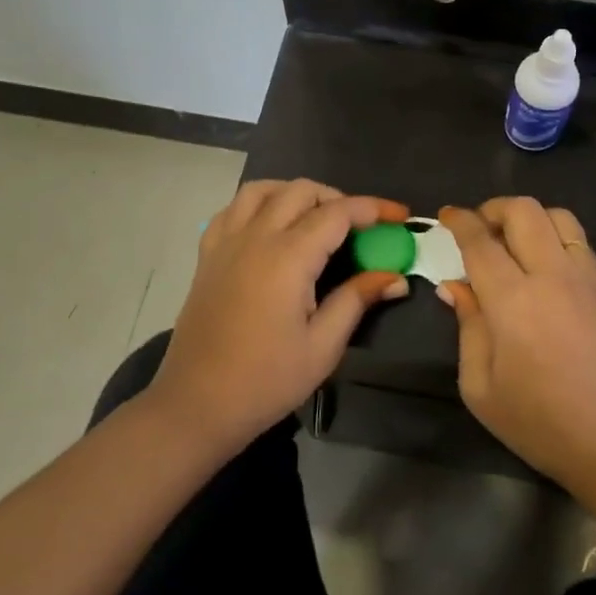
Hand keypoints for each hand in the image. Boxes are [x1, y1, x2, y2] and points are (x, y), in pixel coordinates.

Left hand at [153, 180, 410, 453]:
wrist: (196, 404)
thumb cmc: (266, 381)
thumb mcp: (323, 346)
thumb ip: (357, 300)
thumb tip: (395, 277)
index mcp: (288, 257)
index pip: (337, 213)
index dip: (372, 208)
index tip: (399, 216)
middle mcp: (255, 237)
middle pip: (300, 191)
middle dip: (337, 198)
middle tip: (360, 226)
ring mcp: (226, 243)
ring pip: (262, 189)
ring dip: (295, 193)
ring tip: (316, 217)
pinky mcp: (207, 256)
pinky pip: (233, 209)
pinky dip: (259, 204)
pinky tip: (271, 227)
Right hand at [437, 199, 595, 527]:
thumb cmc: (542, 425)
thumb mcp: (481, 389)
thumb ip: (467, 327)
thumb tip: (456, 287)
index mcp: (512, 300)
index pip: (481, 240)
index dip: (459, 221)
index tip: (446, 215)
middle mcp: (551, 275)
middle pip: (524, 210)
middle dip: (494, 208)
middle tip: (478, 229)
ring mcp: (586, 279)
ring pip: (559, 216)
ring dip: (529, 217)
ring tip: (512, 241)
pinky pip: (579, 241)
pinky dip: (555, 235)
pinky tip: (543, 263)